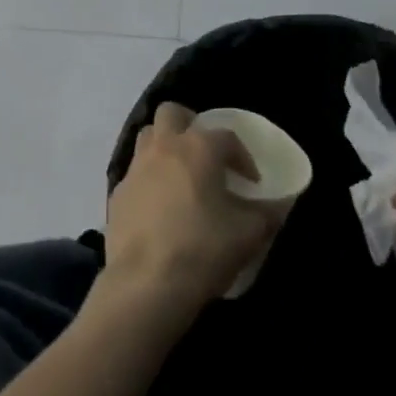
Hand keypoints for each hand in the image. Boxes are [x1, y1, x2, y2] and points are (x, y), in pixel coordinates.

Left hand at [101, 103, 277, 326]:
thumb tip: (279, 206)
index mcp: (197, 148)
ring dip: (165, 147)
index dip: (243, 156)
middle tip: (206, 153)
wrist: (146, 281)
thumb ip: (267, 214)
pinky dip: (149, 180)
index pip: (226, 136)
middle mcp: (163, 147)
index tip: (252, 183)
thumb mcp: (249, 234)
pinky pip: (135, 174)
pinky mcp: (117, 193)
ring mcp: (135, 168)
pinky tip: (160, 208)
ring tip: (182, 175)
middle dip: (190, 125)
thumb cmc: (203, 248)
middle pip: (172, 113)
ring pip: (147, 137)